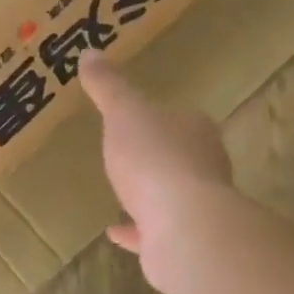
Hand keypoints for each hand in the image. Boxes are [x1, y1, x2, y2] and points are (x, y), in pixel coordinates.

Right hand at [79, 53, 232, 293]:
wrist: (183, 227)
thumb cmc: (155, 158)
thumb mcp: (124, 112)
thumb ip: (108, 86)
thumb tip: (90, 52)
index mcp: (195, 130)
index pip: (180, 117)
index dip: (161, 117)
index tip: (138, 117)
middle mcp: (204, 166)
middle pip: (180, 155)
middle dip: (158, 154)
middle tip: (129, 151)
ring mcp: (196, 207)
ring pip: (171, 195)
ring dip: (150, 192)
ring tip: (122, 190)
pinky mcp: (183, 240)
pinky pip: (154, 231)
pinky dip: (136, 229)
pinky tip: (114, 231)